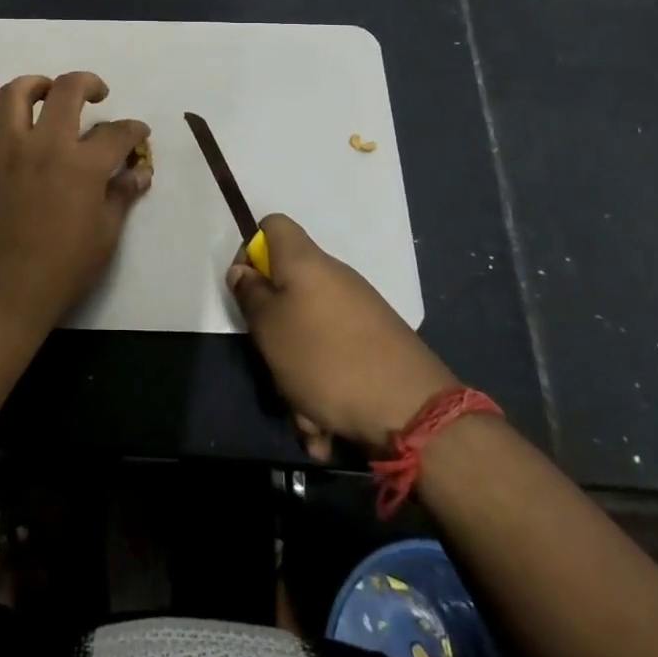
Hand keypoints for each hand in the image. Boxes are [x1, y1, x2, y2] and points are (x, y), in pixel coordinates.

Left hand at [0, 72, 151, 339]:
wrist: (2, 295)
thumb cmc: (61, 270)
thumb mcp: (105, 236)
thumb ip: (122, 196)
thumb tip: (140, 172)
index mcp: (82, 166)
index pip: (116, 134)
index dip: (133, 130)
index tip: (138, 134)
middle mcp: (44, 146)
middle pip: (67, 91)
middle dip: (89, 84)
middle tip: (96, 94)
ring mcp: (5, 151)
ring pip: (15, 94)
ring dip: (35, 83)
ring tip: (47, 91)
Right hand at [227, 215, 456, 458]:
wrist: (413, 410)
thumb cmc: (325, 359)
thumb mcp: (270, 328)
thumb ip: (250, 294)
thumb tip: (244, 271)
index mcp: (305, 262)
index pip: (272, 226)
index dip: (250, 251)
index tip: (246, 290)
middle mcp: (334, 278)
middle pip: (288, 289)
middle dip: (274, 333)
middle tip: (270, 363)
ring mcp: (358, 312)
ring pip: (309, 336)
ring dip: (298, 377)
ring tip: (305, 418)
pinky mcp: (376, 345)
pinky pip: (335, 360)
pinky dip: (324, 392)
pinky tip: (326, 430)